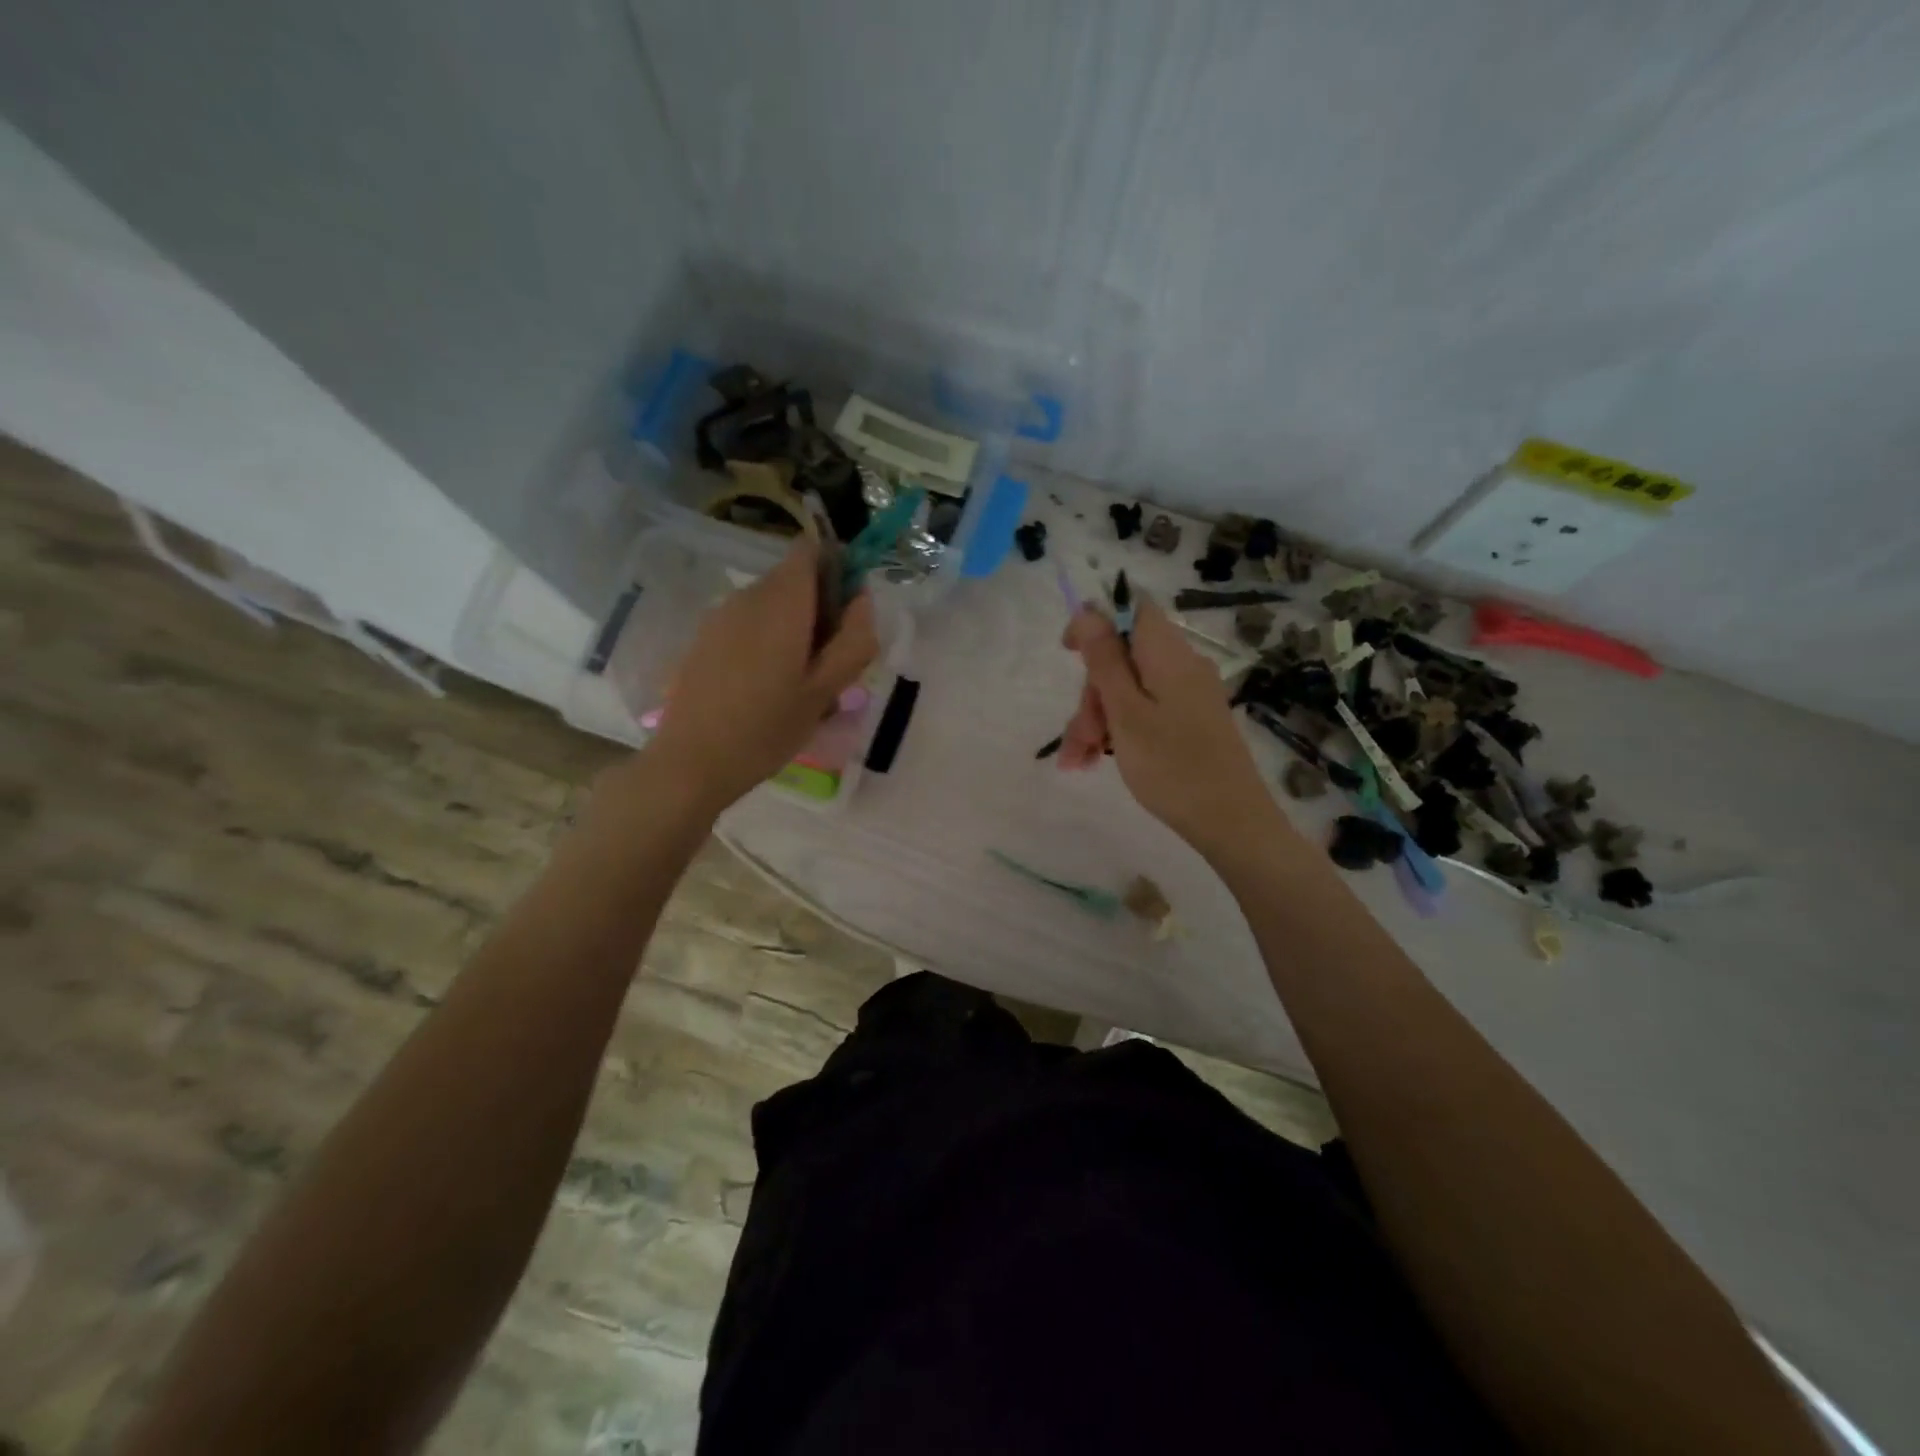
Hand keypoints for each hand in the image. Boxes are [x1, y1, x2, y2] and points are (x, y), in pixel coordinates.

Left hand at [645, 538, 878, 812]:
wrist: (692, 762)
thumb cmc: (768, 728)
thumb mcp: (827, 690)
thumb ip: (854, 638)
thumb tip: (861, 599)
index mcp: (783, 602)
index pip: (812, 550)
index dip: (836, 570)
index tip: (846, 616)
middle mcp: (749, 596)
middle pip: (794, 579)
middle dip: (819, 608)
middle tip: (829, 664)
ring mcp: (721, 616)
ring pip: (772, 604)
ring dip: (794, 628)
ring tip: (799, 683)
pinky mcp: (705, 638)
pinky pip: (748, 623)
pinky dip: (767, 641)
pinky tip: (766, 688)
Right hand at [1061, 596, 1285, 859]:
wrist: (1230, 821)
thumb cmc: (1172, 766)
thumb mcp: (1126, 712)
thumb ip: (1105, 660)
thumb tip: (1089, 611)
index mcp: (1168, 655)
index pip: (1132, 609)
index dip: (1096, 623)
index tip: (1068, 654)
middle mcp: (1182, 666)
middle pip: (1123, 658)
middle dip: (1091, 694)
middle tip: (1078, 737)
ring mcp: (1188, 694)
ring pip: (1129, 690)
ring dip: (1098, 720)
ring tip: (1077, 762)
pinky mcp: (1190, 720)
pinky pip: (1146, 711)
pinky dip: (1119, 731)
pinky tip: (1096, 760)